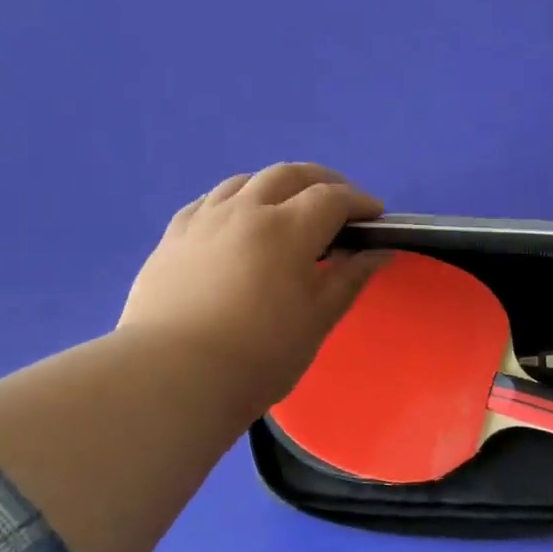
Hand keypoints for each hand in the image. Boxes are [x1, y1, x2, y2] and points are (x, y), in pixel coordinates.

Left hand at [118, 164, 385, 412]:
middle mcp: (244, 210)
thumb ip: (350, 278)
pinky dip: (235, 200)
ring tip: (288, 206)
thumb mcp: (317, 319)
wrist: (173, 376)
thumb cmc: (259, 354)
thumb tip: (380, 252)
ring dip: (276, 184)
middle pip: (289, 175)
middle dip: (322, 181)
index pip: (332, 198)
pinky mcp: (172, 237)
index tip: (376, 216)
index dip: (359, 201)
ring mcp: (203, 220)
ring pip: (245, 181)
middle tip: (339, 202)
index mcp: (287, 228)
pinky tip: (236, 220)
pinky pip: (209, 201)